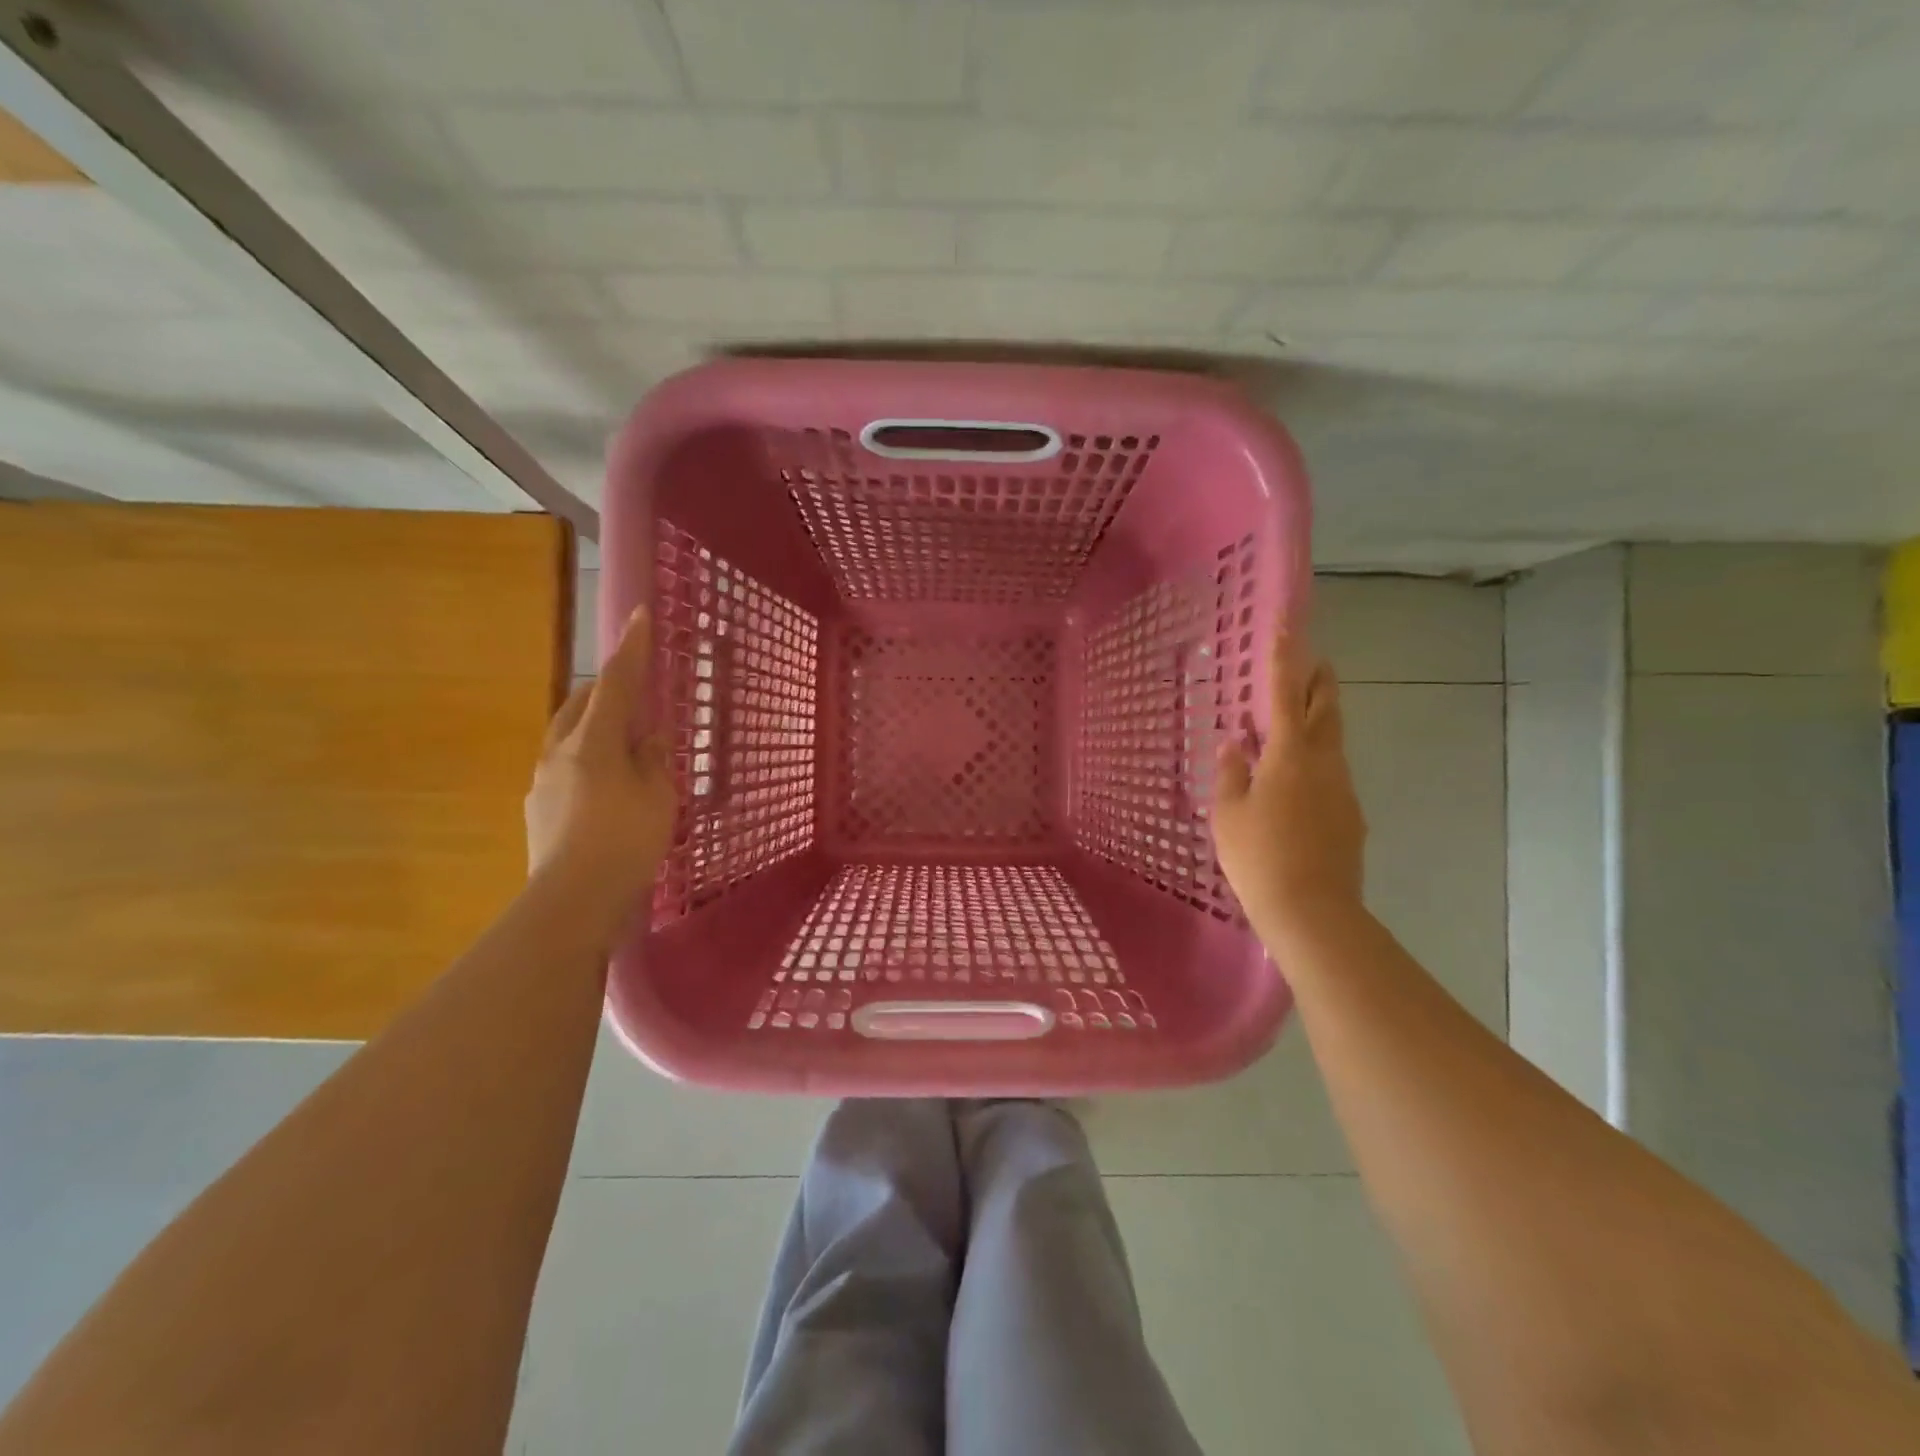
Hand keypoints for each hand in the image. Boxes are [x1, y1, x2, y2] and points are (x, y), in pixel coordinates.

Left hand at [525, 607, 677, 906]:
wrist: (573, 902)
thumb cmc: (625, 842)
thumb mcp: (658, 796)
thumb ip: (652, 759)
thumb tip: (646, 738)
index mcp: (593, 742)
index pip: (617, 683)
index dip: (632, 648)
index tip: (640, 614)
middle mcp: (561, 752)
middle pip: (582, 703)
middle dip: (609, 688)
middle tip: (638, 692)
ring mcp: (544, 781)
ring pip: (569, 735)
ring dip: (596, 726)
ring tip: (625, 742)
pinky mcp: (540, 808)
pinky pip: (566, 766)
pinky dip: (589, 760)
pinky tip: (607, 786)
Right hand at [1211, 625, 1366, 941]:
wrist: (1312, 911)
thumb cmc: (1258, 856)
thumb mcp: (1229, 813)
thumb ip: (1231, 774)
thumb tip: (1234, 745)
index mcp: (1290, 755)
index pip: (1285, 694)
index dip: (1286, 658)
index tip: (1289, 625)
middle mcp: (1324, 763)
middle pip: (1326, 710)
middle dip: (1319, 681)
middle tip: (1313, 661)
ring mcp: (1342, 790)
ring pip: (1332, 742)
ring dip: (1319, 721)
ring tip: (1296, 720)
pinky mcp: (1350, 816)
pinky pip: (1332, 775)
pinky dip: (1316, 761)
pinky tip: (1297, 781)